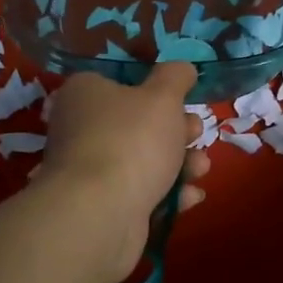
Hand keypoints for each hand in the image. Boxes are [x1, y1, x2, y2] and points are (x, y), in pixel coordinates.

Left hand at [36, 64, 210, 276]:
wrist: (101, 214)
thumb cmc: (132, 140)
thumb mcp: (164, 96)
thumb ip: (176, 77)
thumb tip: (182, 68)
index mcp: (85, 94)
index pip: (120, 82)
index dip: (155, 89)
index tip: (182, 99)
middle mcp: (81, 129)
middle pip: (137, 124)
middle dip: (177, 131)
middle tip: (196, 133)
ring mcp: (90, 172)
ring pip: (144, 161)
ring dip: (180, 164)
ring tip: (201, 168)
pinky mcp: (102, 207)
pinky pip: (141, 193)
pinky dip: (168, 195)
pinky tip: (191, 196)